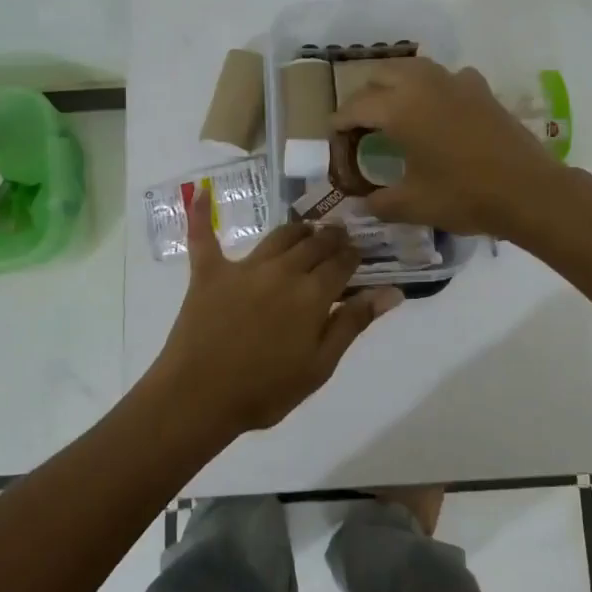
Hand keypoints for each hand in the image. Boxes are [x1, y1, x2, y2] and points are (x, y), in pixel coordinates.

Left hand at [153, 190, 402, 434]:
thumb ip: (353, 323)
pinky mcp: (209, 273)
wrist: (199, 398)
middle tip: (338, 237)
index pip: (342, 263)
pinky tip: (202, 193)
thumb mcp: (320, 365)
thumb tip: (392, 291)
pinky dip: (202, 215)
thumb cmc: (266, 390)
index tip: (359, 253)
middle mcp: (282, 270)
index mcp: (312, 294)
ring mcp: (244, 268)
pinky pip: (205, 237)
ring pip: (278, 236)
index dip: (354, 255)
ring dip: (297, 229)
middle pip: (313, 244)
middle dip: (331, 238)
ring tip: (307, 229)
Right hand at [331, 58, 562, 238]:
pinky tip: (436, 108)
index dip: (340, 122)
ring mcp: (455, 82)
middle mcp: (423, 85)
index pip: (357, 107)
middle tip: (360, 123)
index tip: (333, 135)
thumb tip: (362, 203)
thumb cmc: (464, 196)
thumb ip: (380, 202)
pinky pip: (445, 77)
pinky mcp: (480, 89)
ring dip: (395, 83)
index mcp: (399, 109)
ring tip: (392, 109)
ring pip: (413, 68)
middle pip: (381, 75)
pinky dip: (431, 87)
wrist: (528, 191)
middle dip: (365, 95)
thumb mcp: (413, 205)